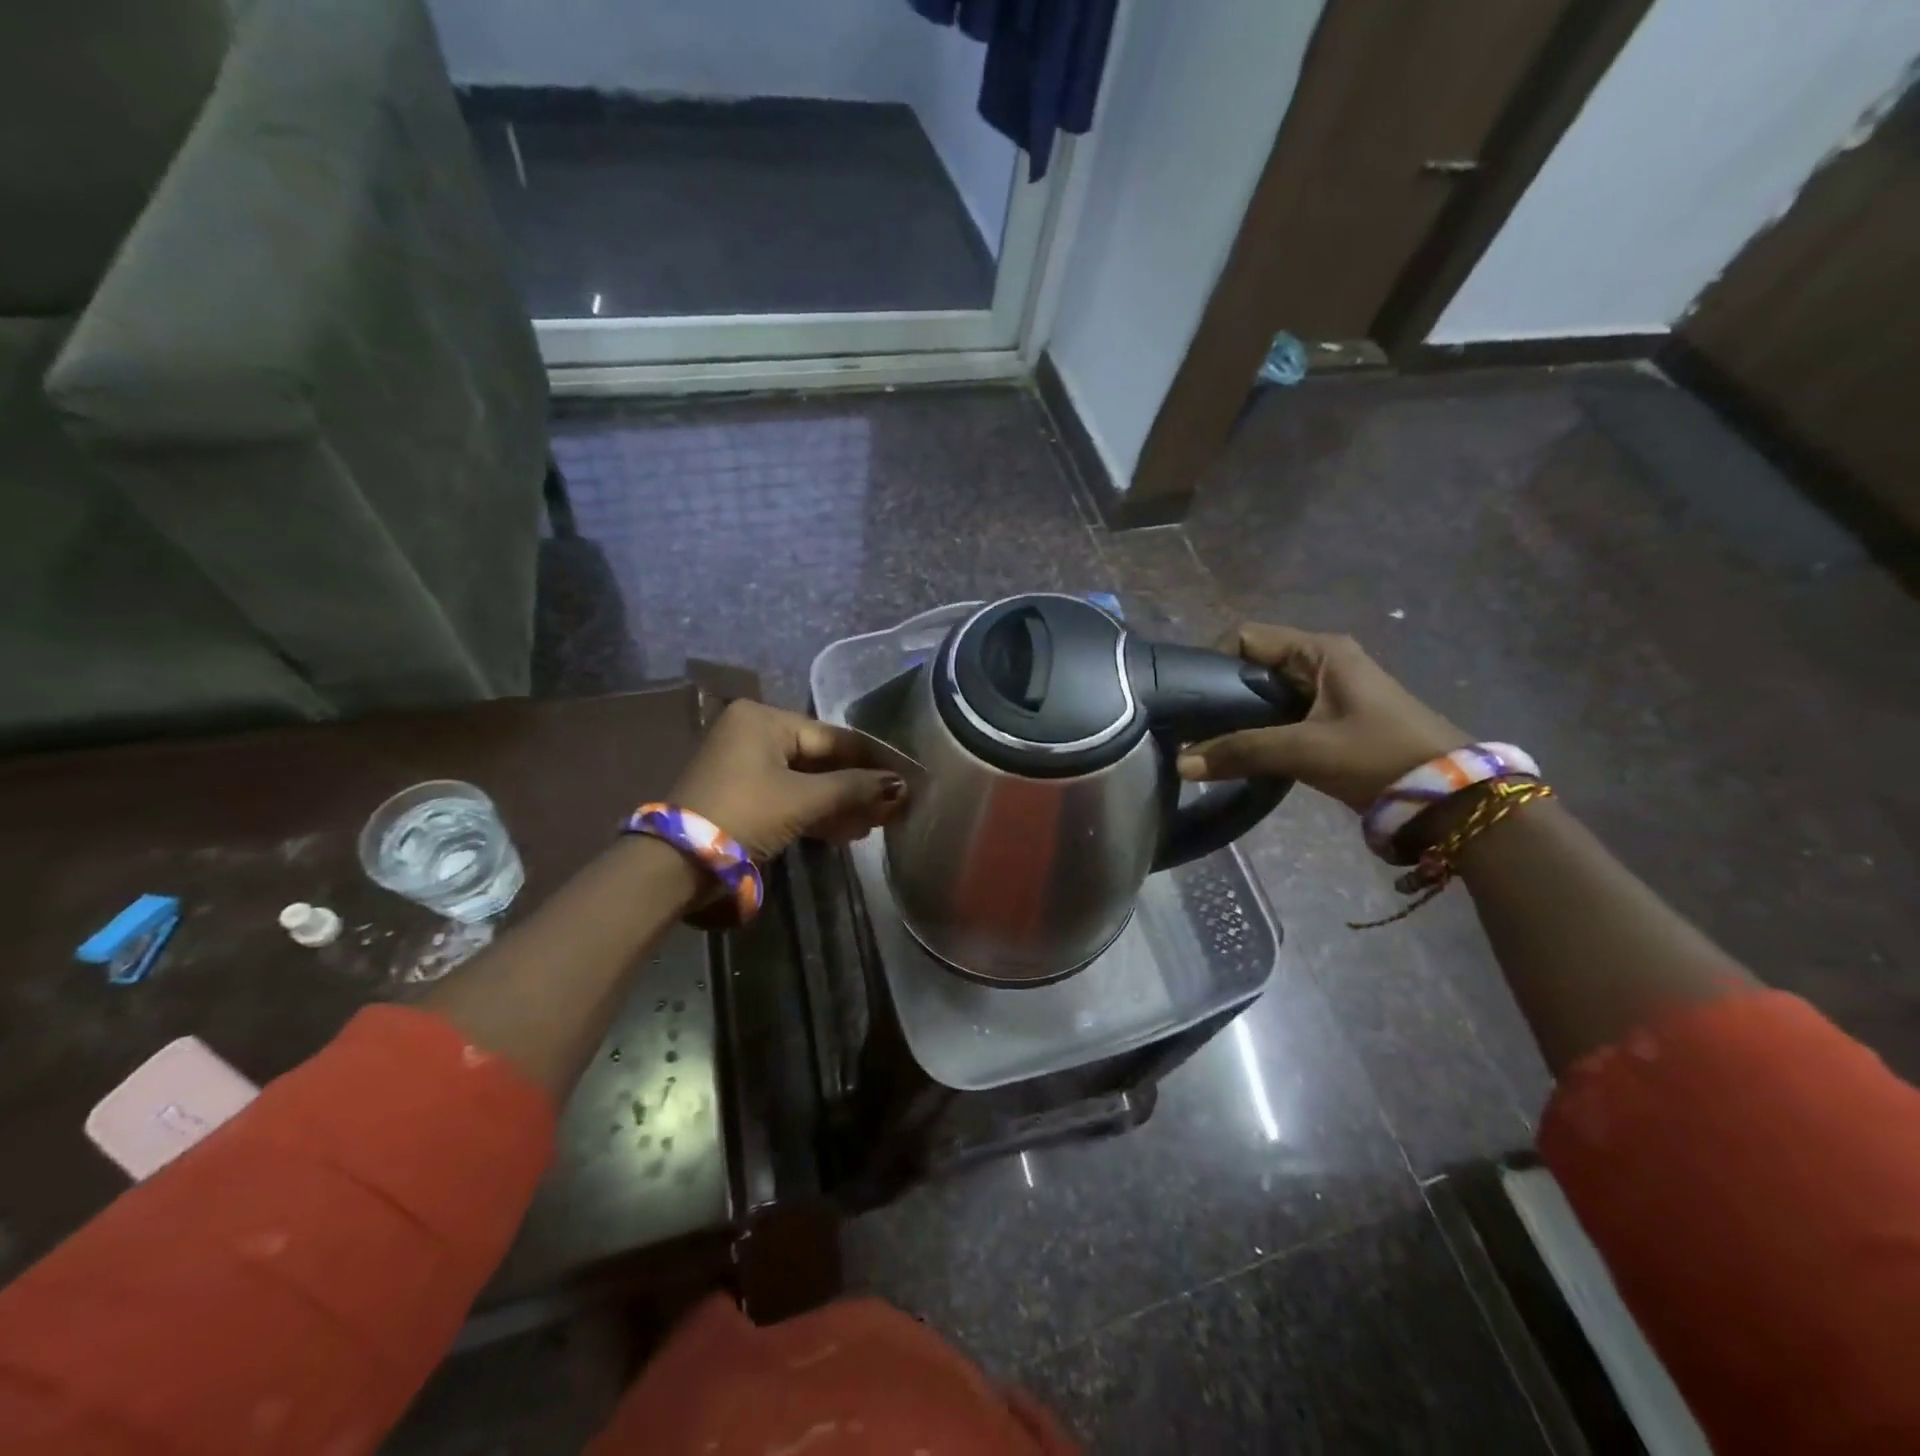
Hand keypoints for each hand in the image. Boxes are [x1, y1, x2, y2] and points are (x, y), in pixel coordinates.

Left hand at [669, 700, 906, 860]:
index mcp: (764, 719)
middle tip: (892, 808)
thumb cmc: (745, 814)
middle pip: (820, 759)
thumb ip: (854, 789)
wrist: (676, 862)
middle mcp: (753, 733)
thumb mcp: (803, 800)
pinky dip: (815, 812)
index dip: (873, 760)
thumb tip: (900, 786)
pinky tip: (845, 831)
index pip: (834, 737)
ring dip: (840, 803)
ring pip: (806, 780)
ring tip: (874, 825)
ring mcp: (744, 764)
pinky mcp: (740, 794)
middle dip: (857, 786)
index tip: (906, 777)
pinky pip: (789, 796)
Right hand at [1175, 625, 1464, 810]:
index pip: (1246, 637)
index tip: (1191, 698)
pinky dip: (1258, 730)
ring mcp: (1328, 691)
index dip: (1213, 660)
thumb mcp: (1306, 750)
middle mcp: (1321, 661)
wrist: (1449, 796)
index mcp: (1319, 650)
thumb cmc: (1378, 756)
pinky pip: (1280, 715)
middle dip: (1221, 693)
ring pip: (1265, 693)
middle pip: (1252, 665)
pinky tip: (1241, 754)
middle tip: (1193, 726)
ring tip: (1210, 743)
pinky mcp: (1331, 720)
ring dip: (1239, 716)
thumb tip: (1180, 762)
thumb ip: (1241, 751)